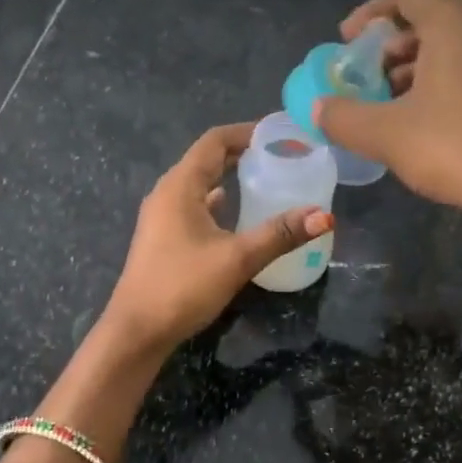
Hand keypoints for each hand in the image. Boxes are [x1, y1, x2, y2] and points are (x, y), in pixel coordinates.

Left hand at [100, 123, 332, 354]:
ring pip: (201, 185)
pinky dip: (219, 204)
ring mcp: (162, 217)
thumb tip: (324, 216)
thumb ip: (280, 234)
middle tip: (282, 156)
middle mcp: (167, 194)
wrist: (137, 331)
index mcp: (180, 186)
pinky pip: (195, 208)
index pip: (214, 141)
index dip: (246, 131)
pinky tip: (239, 217)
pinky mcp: (164, 239)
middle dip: (243, 153)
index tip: (280, 134)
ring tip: (267, 181)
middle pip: (207, 159)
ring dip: (230, 178)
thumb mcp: (237, 258)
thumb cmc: (182, 286)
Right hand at [314, 0, 461, 265]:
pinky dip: (439, 86)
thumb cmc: (455, 149)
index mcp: (453, 24)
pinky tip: (424, 125)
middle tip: (364, 79)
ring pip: (451, 50)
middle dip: (389, 48)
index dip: (369, 14)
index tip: (346, 42)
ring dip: (413, 71)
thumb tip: (319, 109)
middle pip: (429, 21)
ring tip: (388, 106)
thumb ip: (344, 118)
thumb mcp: (386, 135)